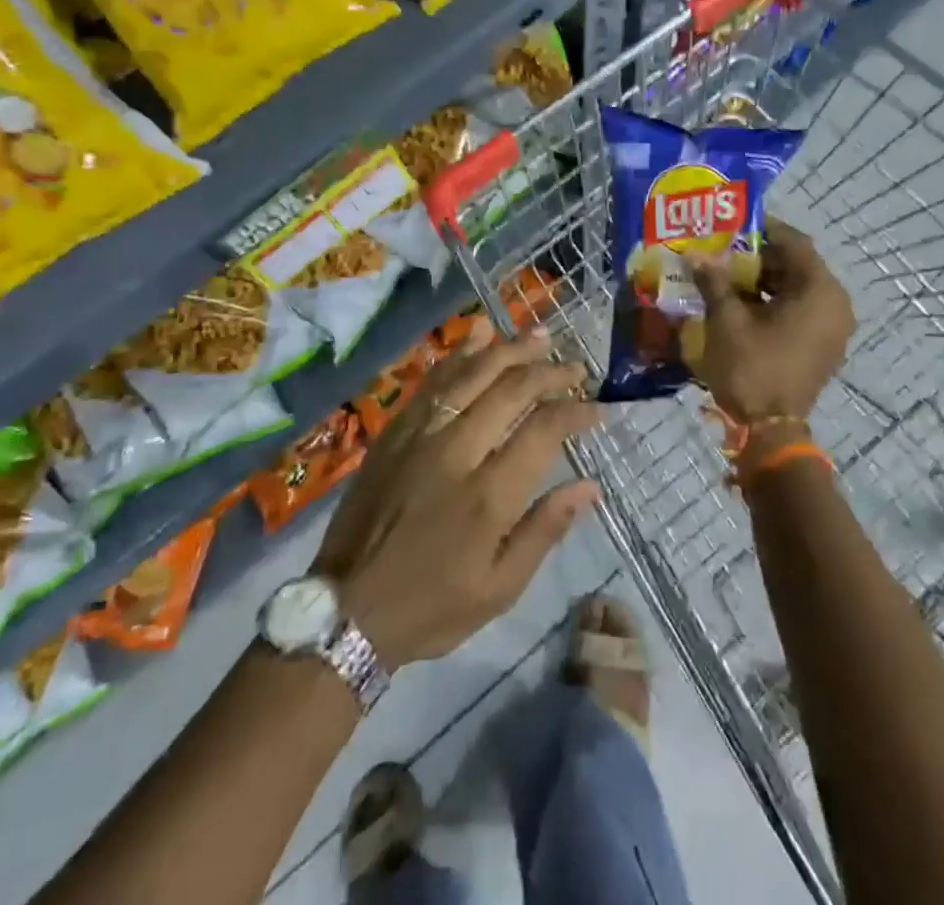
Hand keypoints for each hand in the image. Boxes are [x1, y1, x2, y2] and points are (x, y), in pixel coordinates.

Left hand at [313, 324, 599, 669]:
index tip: (597, 408)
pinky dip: (460, 353)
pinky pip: (433, 380)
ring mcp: (421, 434)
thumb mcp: (500, 588)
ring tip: (540, 335)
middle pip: (511, 389)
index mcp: (488, 494)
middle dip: (550, 371)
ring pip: (472, 373)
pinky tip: (480, 334)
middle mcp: (457, 450)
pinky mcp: (395, 430)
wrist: (347, 608)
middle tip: (575, 367)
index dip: (575, 411)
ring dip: (509, 349)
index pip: (543, 429)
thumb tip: (590, 486)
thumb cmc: (432, 605)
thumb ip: (545, 529)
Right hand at [691, 218, 853, 419]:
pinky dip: (773, 302)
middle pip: (797, 265)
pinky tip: (739, 303)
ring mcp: (832, 328)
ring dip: (763, 280)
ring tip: (725, 275)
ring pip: (797, 289)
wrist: (769, 431)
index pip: (795, 243)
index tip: (733, 223)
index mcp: (820, 291)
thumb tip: (696, 254)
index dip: (763, 229)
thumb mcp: (727, 320)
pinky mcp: (822, 346)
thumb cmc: (751, 367)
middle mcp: (835, 304)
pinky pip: (800, 311)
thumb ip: (714, 281)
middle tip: (723, 250)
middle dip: (758, 256)